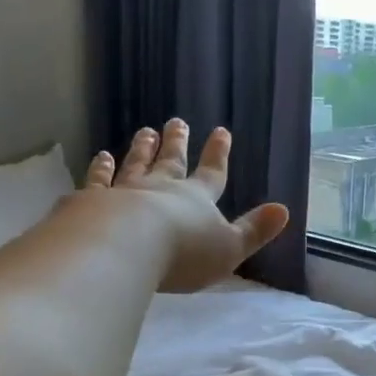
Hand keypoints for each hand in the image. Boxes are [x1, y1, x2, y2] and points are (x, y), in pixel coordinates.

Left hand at [84, 120, 290, 292]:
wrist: (124, 247)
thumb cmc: (183, 253)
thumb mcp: (230, 248)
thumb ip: (255, 230)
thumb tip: (284, 210)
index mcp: (196, 200)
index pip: (212, 174)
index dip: (217, 155)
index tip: (221, 132)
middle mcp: (161, 189)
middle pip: (171, 162)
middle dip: (177, 143)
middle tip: (176, 121)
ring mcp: (124, 192)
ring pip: (136, 165)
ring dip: (142, 149)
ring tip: (144, 131)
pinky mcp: (92, 202)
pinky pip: (99, 181)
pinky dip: (100, 169)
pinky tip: (101, 157)